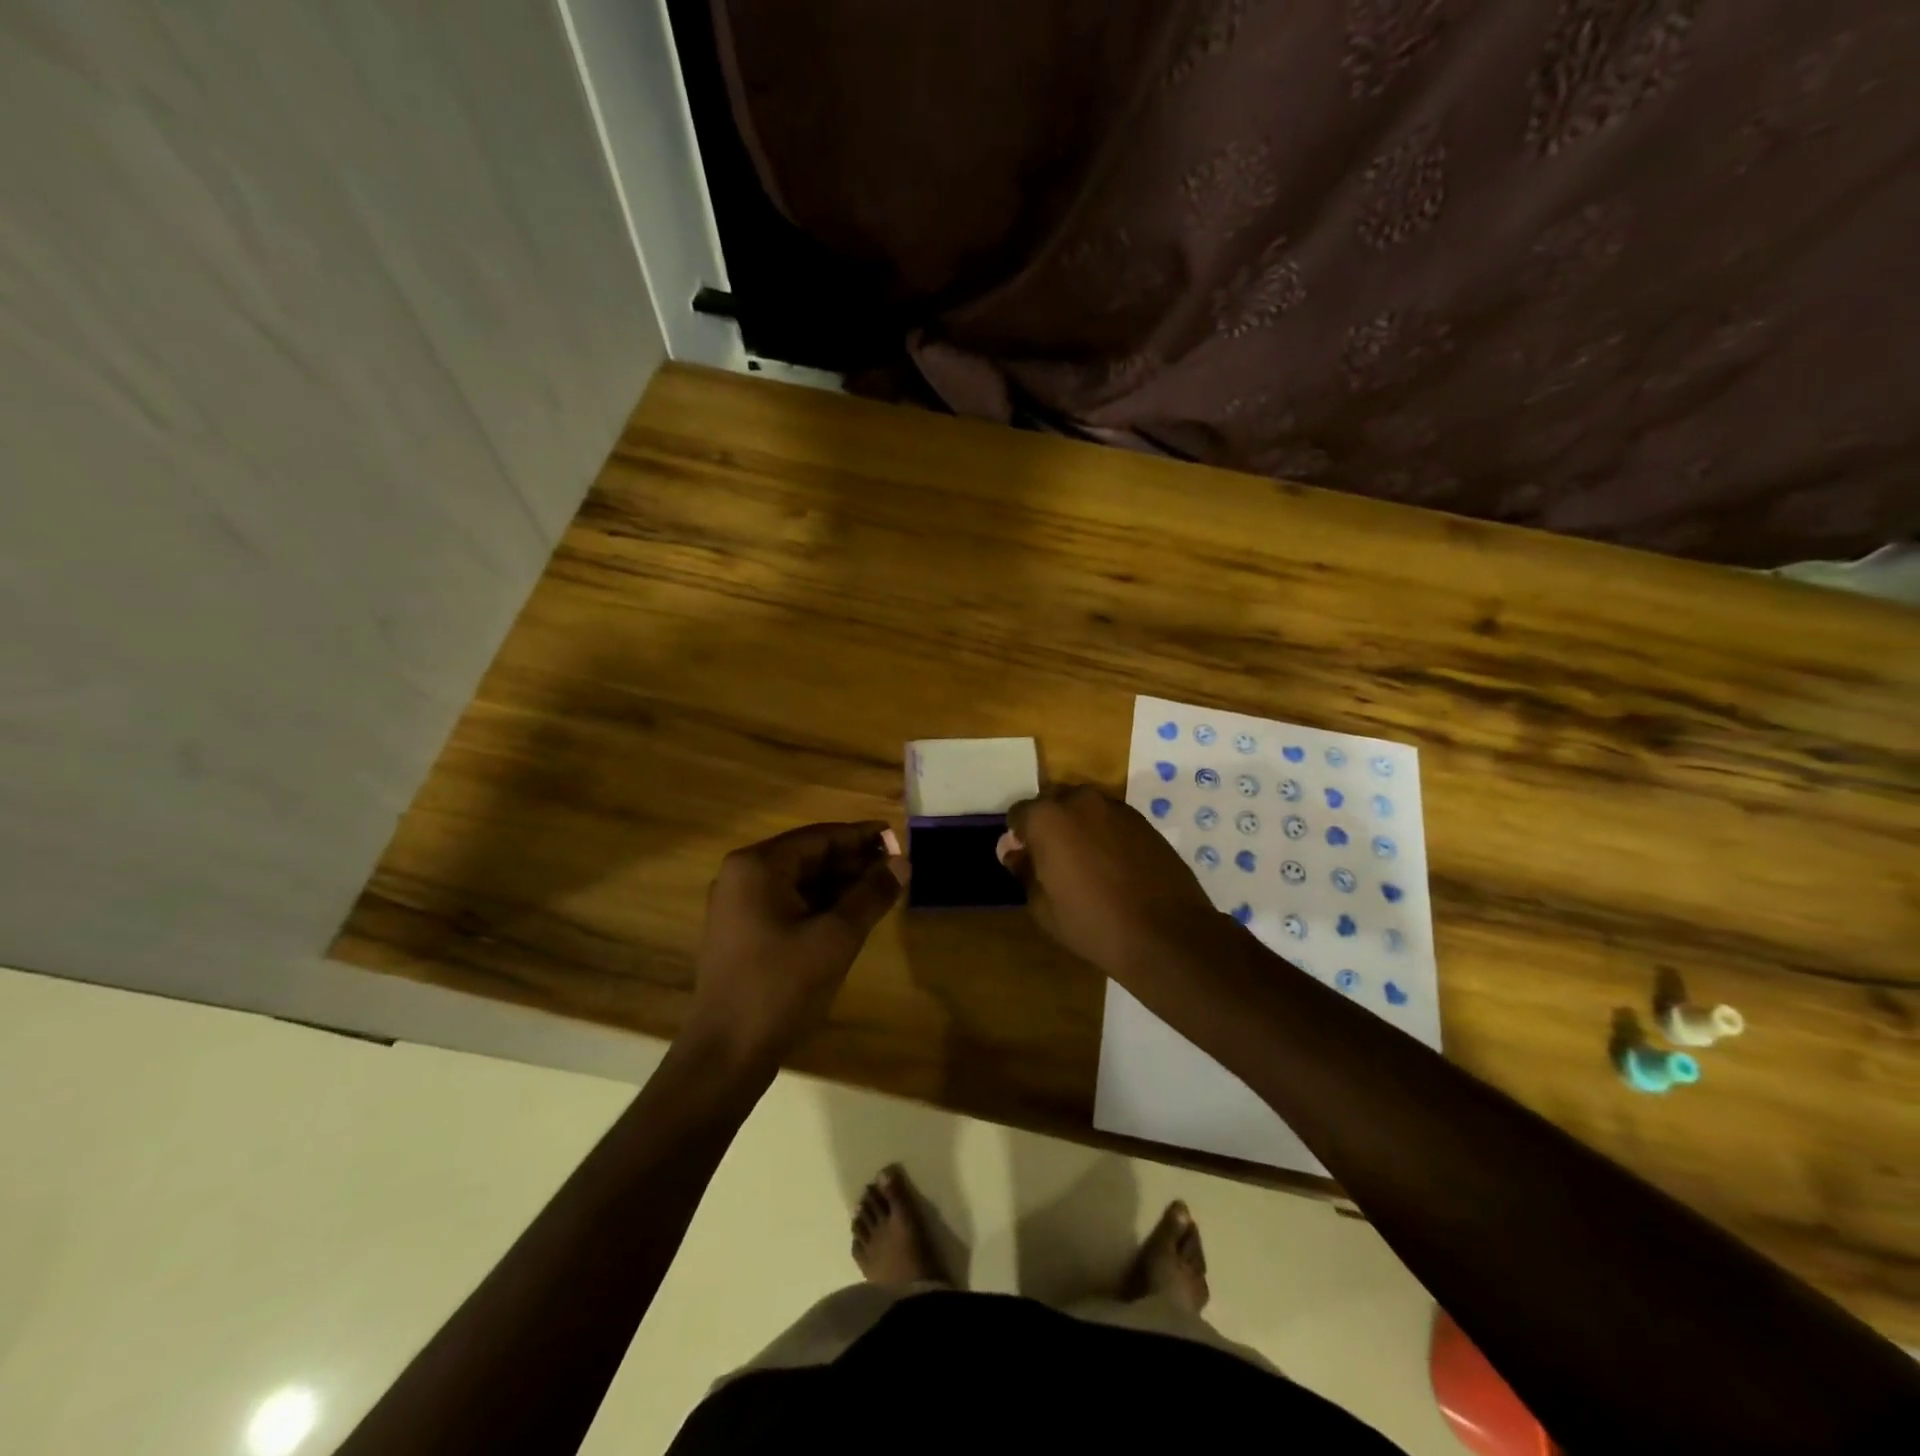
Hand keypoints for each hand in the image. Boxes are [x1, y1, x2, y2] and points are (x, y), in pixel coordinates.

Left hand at [685, 821, 908, 1074]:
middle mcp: (742, 876)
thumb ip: (871, 895)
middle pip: (808, 857)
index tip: (897, 836)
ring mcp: (738, 906)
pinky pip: (788, 904)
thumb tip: (903, 862)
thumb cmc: (781, 988)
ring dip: (840, 884)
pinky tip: (852, 914)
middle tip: (896, 867)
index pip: (819, 837)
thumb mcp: (836, 938)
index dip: (861, 836)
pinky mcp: (742, 932)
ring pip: (800, 882)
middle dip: (853, 861)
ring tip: (882, 889)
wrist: (726, 1055)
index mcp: (758, 866)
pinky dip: (820, 905)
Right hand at [1000, 785, 1225, 978]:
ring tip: (1086, 866)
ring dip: (1078, 829)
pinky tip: (1113, 867)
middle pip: (1052, 805)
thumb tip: (1012, 850)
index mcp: (1048, 818)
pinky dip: (1105, 835)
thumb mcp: (1042, 906)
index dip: (1018, 838)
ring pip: (1084, 810)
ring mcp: (1116, 807)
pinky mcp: (1143, 820)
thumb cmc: (1092, 922)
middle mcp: (1080, 800)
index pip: (1019, 814)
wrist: (1166, 933)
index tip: (1026, 863)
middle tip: (1054, 864)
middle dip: (1048, 827)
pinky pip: (1110, 820)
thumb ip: (1023, 869)